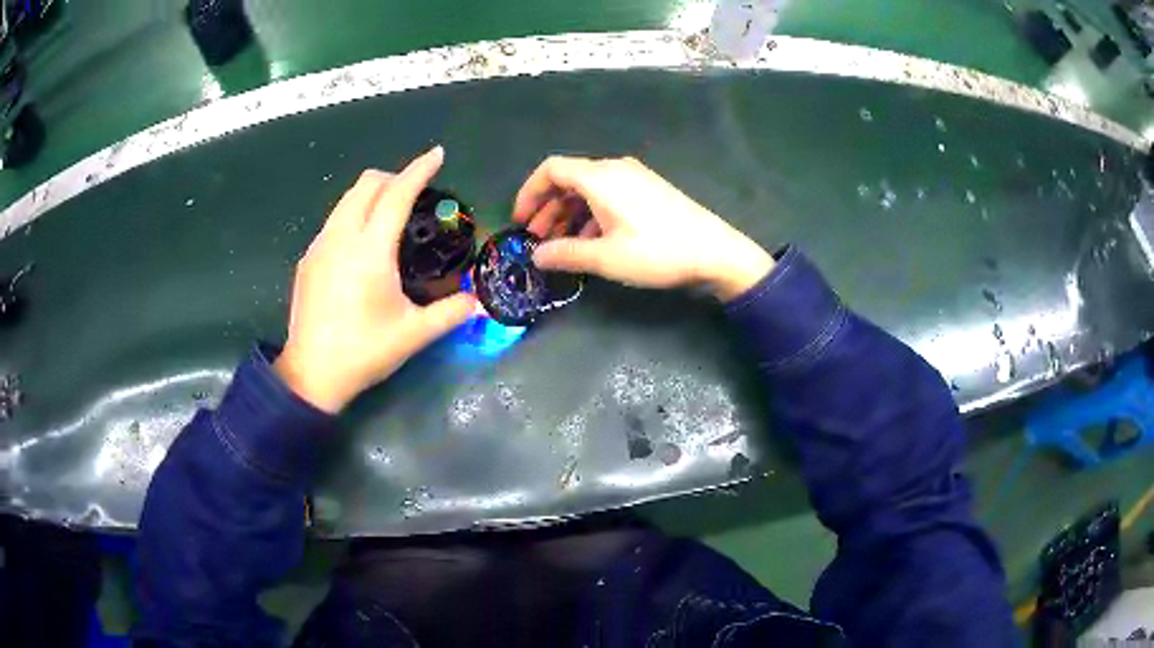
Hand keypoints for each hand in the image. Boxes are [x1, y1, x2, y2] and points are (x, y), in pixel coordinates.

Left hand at [274, 147, 476, 412]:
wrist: (311, 375)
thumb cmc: (364, 352)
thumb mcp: (413, 334)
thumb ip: (451, 313)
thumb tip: (478, 301)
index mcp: (370, 249)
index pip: (397, 194)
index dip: (420, 170)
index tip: (438, 154)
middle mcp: (342, 236)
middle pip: (367, 184)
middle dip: (395, 177)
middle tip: (416, 194)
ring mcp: (320, 245)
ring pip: (347, 198)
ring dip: (372, 194)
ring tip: (391, 215)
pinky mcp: (308, 259)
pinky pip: (335, 219)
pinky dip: (354, 214)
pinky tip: (363, 245)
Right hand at [512, 156, 773, 300]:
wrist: (715, 251)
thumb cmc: (657, 251)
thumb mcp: (606, 257)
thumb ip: (566, 254)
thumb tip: (536, 256)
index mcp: (599, 177)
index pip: (551, 169)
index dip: (529, 193)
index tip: (520, 221)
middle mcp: (614, 169)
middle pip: (569, 179)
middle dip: (547, 208)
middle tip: (537, 239)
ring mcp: (634, 177)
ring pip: (588, 189)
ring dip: (569, 214)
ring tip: (561, 245)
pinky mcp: (648, 190)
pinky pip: (608, 195)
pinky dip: (591, 214)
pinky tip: (591, 241)